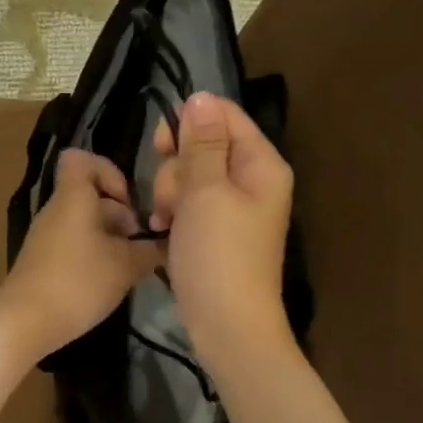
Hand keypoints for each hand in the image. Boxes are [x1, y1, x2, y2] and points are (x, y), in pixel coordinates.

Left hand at [0, 149, 161, 357]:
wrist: (25, 322)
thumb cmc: (78, 282)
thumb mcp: (125, 266)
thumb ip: (150, 250)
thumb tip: (166, 243)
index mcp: (74, 197)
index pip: (81, 159)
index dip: (109, 171)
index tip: (128, 202)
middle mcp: (57, 210)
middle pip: (91, 197)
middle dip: (121, 216)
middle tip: (141, 245)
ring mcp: (47, 237)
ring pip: (85, 224)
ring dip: (111, 240)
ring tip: (130, 268)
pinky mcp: (43, 262)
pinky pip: (74, 245)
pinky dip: (94, 256)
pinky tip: (109, 282)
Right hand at [149, 92, 294, 370]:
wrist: (227, 326)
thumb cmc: (218, 255)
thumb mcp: (205, 192)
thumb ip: (201, 143)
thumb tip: (201, 97)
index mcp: (261, 164)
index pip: (225, 116)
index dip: (189, 123)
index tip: (160, 145)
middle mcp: (253, 181)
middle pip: (205, 146)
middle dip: (177, 167)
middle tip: (172, 197)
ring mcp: (235, 209)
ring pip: (192, 177)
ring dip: (170, 193)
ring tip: (165, 220)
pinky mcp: (218, 233)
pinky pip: (191, 205)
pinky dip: (175, 214)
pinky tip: (163, 230)